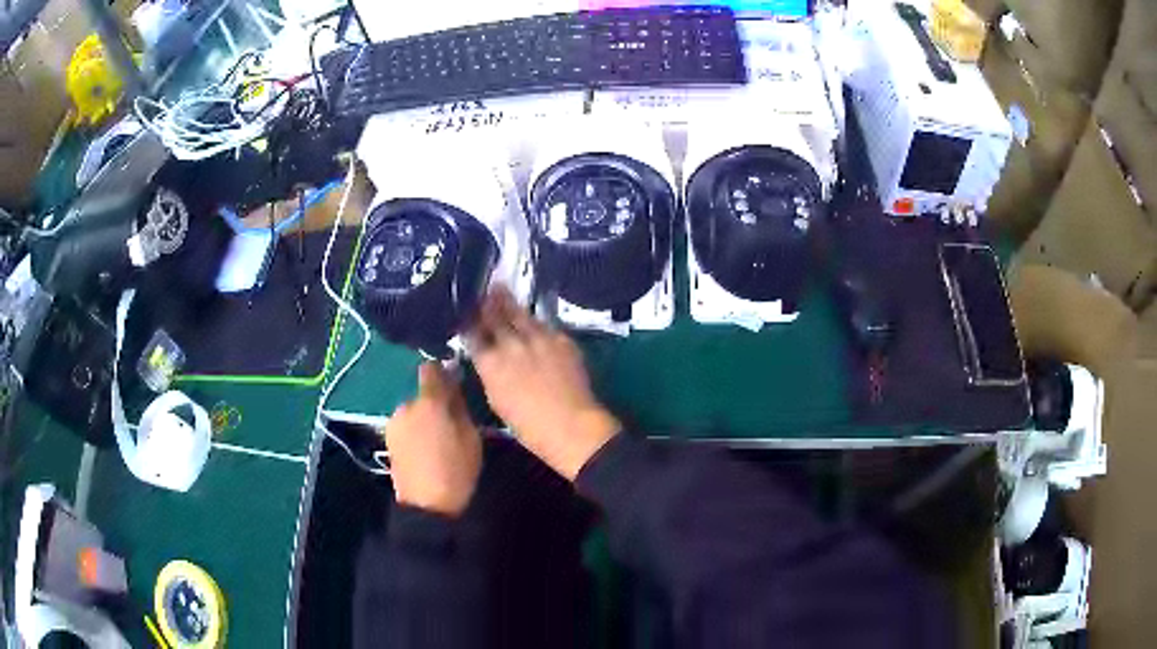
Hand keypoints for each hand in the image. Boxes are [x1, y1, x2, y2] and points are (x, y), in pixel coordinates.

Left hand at [384, 363, 481, 516]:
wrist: (426, 505)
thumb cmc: (456, 470)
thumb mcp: (470, 436)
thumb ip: (459, 405)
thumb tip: (453, 382)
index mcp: (428, 402)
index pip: (430, 369)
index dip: (442, 372)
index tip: (454, 383)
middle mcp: (406, 405)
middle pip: (422, 394)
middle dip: (435, 402)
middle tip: (452, 421)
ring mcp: (394, 423)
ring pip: (414, 411)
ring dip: (424, 417)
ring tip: (439, 440)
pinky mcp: (388, 439)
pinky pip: (406, 425)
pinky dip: (416, 431)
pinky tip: (426, 450)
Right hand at [468, 288, 618, 479]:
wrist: (570, 424)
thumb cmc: (528, 426)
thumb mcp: (497, 400)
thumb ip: (490, 374)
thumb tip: (488, 360)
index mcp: (490, 364)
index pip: (473, 336)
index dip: (468, 323)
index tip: (465, 313)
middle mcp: (510, 345)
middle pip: (495, 317)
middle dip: (487, 304)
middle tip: (482, 290)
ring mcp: (537, 338)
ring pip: (520, 314)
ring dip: (508, 301)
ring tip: (500, 287)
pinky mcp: (561, 339)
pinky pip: (545, 324)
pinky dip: (535, 320)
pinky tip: (532, 314)